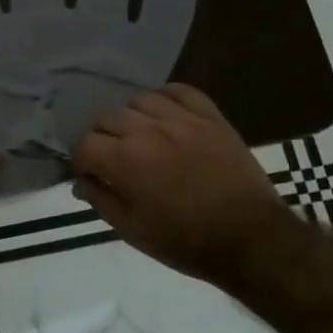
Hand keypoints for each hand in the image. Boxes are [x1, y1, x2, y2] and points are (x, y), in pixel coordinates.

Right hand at [71, 84, 291, 290]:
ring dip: (131, 117)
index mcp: (125, 161)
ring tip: (139, 136)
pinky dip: (165, 98)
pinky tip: (165, 115)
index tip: (90, 174)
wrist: (251, 239)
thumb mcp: (133, 231)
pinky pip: (179, 90)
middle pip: (107, 117)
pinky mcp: (210, 117)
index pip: (85, 144)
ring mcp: (182, 119)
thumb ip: (101, 201)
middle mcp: (148, 131)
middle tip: (112, 158)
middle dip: (101, 137)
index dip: (81, 160)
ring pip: (139, 100)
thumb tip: (81, 182)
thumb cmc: (186, 242)